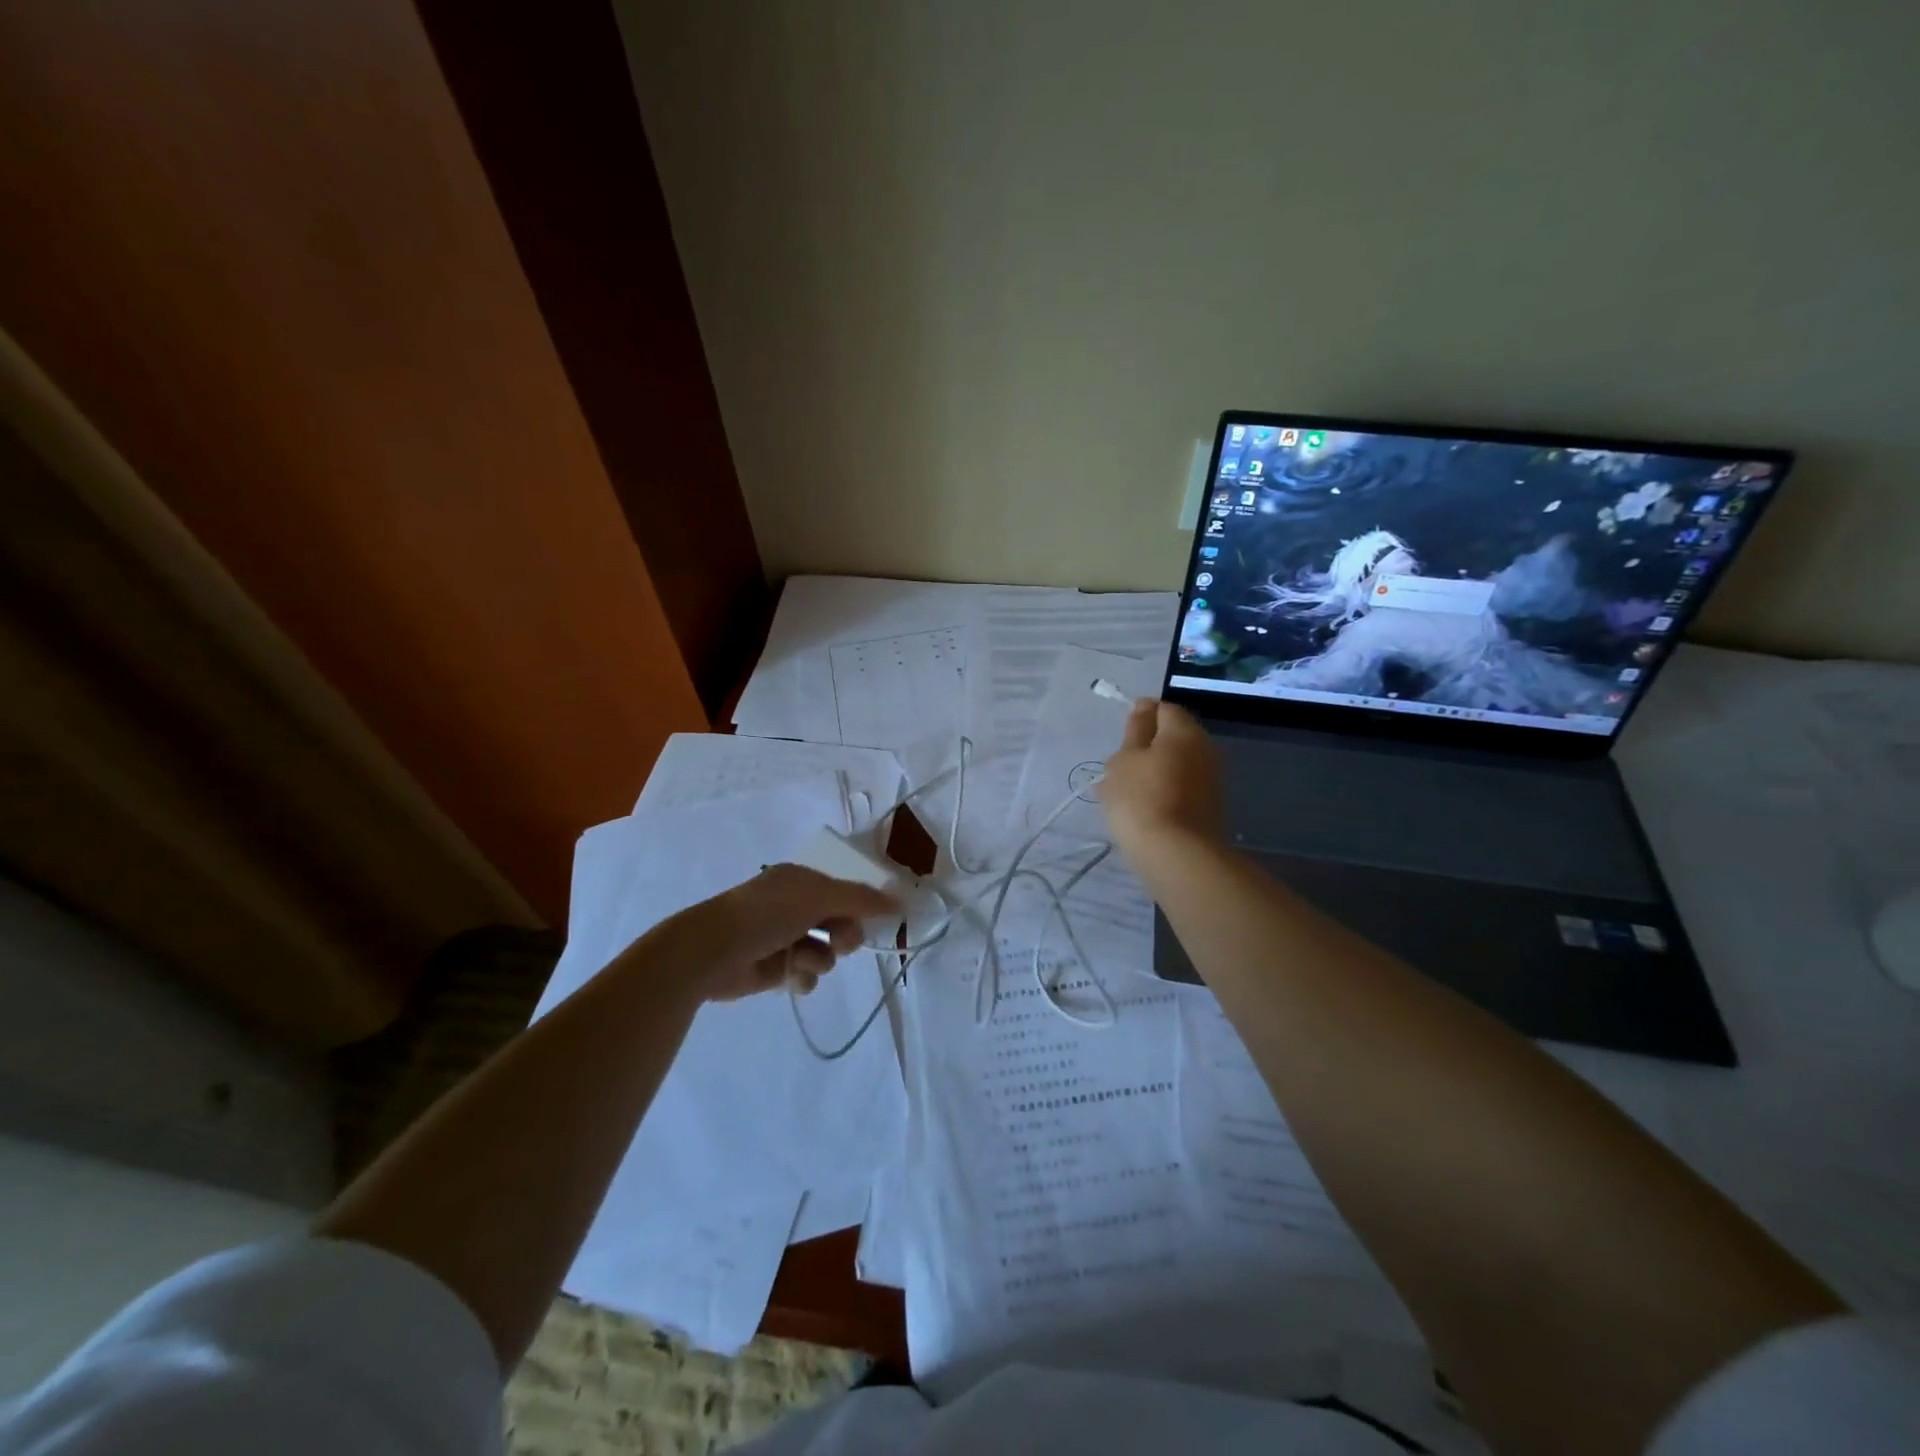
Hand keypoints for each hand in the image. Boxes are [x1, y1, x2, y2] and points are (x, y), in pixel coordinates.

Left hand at [659, 863, 899, 1002]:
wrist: (712, 951)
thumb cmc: (766, 914)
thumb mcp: (818, 897)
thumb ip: (861, 899)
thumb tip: (900, 900)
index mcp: (801, 881)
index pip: (845, 891)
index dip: (863, 905)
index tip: (881, 919)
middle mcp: (794, 907)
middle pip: (840, 923)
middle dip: (845, 935)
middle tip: (840, 942)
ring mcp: (784, 938)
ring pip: (826, 952)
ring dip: (822, 958)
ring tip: (803, 959)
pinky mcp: (775, 970)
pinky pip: (807, 974)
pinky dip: (804, 976)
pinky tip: (793, 977)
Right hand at [1098, 699, 1224, 861]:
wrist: (1177, 856)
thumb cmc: (1141, 799)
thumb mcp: (1125, 759)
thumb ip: (1135, 731)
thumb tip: (1145, 708)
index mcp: (1184, 731)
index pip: (1163, 708)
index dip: (1140, 717)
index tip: (1120, 738)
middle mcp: (1205, 749)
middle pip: (1171, 738)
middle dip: (1144, 748)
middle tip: (1116, 768)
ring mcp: (1210, 780)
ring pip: (1174, 765)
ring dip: (1150, 773)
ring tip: (1121, 793)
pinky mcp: (1208, 807)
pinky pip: (1179, 788)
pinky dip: (1160, 792)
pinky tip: (1139, 811)